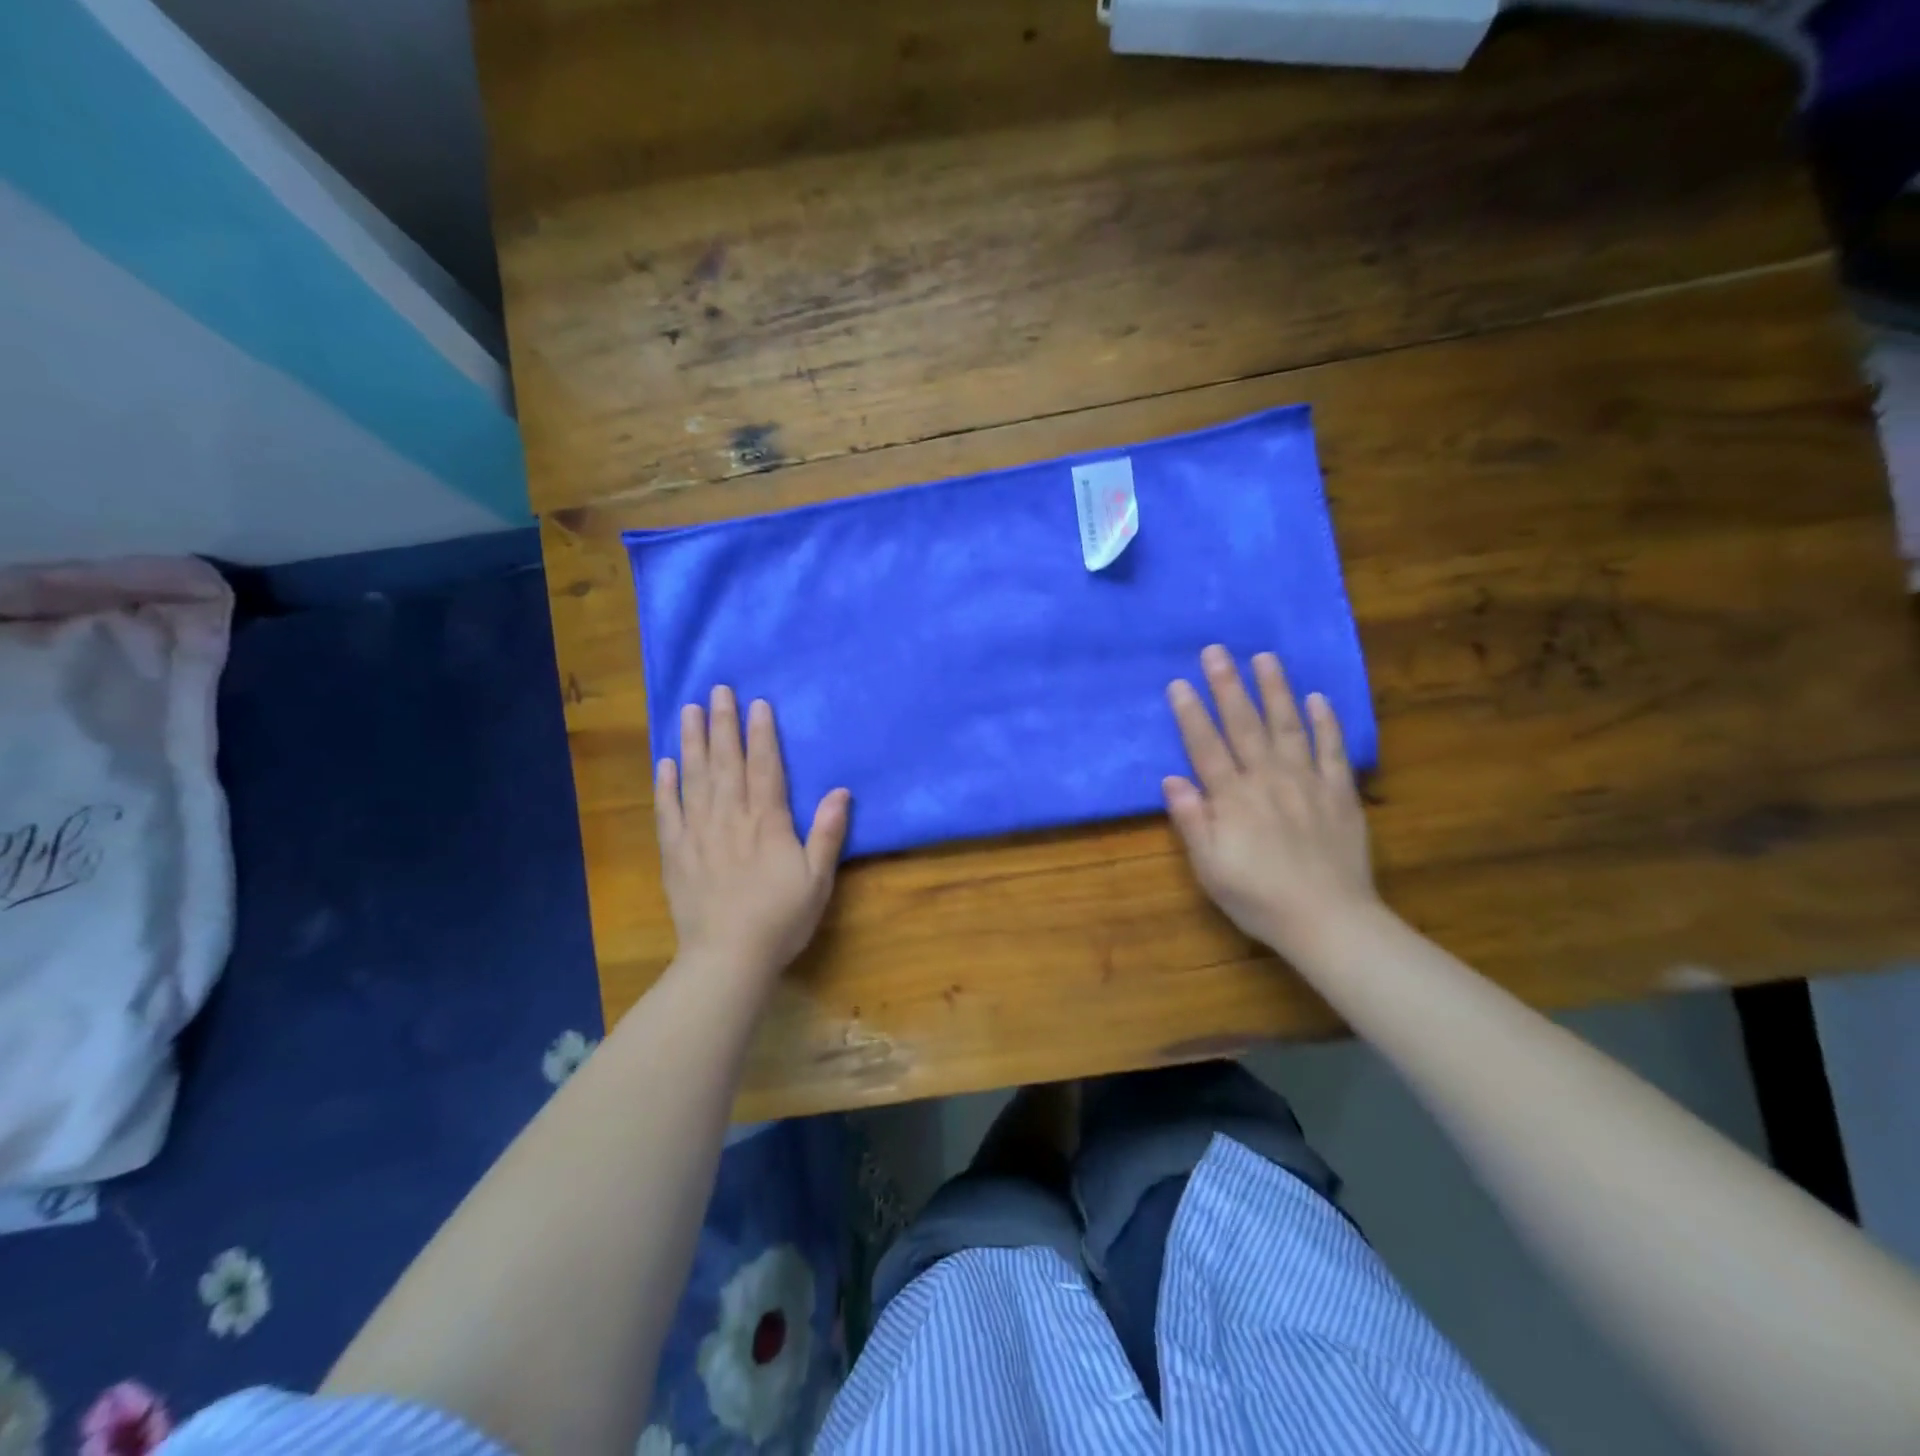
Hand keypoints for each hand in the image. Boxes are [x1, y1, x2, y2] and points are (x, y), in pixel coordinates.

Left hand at [656, 686, 849, 975]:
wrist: (728, 958)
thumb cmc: (780, 918)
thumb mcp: (818, 879)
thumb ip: (827, 833)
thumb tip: (841, 791)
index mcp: (767, 822)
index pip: (765, 767)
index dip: (762, 734)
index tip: (757, 703)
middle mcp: (730, 818)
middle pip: (726, 763)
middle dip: (723, 724)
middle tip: (717, 690)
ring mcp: (698, 834)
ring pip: (694, 778)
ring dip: (691, 742)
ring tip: (688, 711)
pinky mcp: (675, 853)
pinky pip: (668, 812)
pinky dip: (666, 786)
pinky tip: (664, 763)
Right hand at [1163, 645, 1376, 959]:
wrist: (1329, 921)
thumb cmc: (1258, 898)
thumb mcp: (1210, 868)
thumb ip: (1192, 821)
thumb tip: (1172, 780)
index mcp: (1233, 799)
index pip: (1206, 747)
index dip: (1191, 714)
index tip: (1179, 683)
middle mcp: (1268, 780)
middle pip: (1244, 725)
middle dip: (1228, 686)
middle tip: (1217, 650)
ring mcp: (1308, 783)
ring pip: (1288, 726)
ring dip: (1275, 690)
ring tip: (1265, 657)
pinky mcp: (1340, 793)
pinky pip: (1333, 751)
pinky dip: (1326, 723)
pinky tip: (1318, 698)